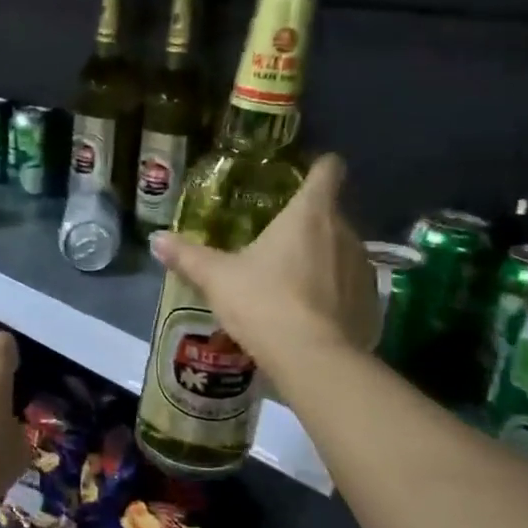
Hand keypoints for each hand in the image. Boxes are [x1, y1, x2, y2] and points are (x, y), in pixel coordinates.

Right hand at [149, 153, 378, 371]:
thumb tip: (156, 239)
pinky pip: (350, 287)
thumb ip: (188, 256)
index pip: (328, 170)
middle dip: (308, 225)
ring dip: (322, 260)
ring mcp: (363, 268)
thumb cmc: (264, 303)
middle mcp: (345, 232)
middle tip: (276, 243)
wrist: (313, 359)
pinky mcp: (371, 303)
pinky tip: (311, 315)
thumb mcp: (217, 279)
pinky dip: (334, 294)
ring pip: (342, 251)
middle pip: (331, 214)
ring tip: (291, 283)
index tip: (304, 175)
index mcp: (310, 214)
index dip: (319, 167)